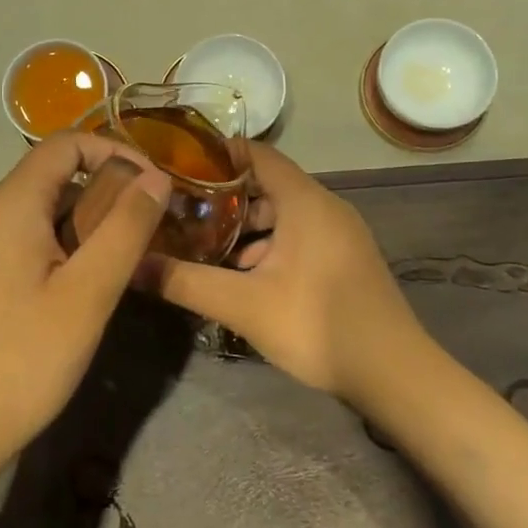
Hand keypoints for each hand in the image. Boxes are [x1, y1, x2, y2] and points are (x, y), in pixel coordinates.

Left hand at [0, 133, 171, 475]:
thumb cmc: (21, 360)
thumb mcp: (88, 294)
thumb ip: (126, 228)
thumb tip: (157, 178)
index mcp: (10, 204)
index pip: (65, 144)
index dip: (115, 151)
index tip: (154, 185)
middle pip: (51, 177)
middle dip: (104, 193)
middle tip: (146, 231)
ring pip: (38, 213)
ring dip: (83, 224)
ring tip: (120, 263)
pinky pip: (21, 242)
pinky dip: (58, 248)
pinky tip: (77, 291)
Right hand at [149, 144, 420, 400]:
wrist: (394, 374)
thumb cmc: (317, 325)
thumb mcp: (243, 305)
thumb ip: (185, 282)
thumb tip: (132, 266)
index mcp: (305, 201)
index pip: (257, 154)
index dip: (218, 155)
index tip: (179, 165)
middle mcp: (325, 206)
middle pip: (267, 185)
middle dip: (224, 197)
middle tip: (182, 212)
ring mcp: (340, 233)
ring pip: (283, 214)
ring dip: (245, 227)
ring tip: (204, 246)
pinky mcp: (345, 258)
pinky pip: (299, 235)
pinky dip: (269, 245)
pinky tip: (244, 276)